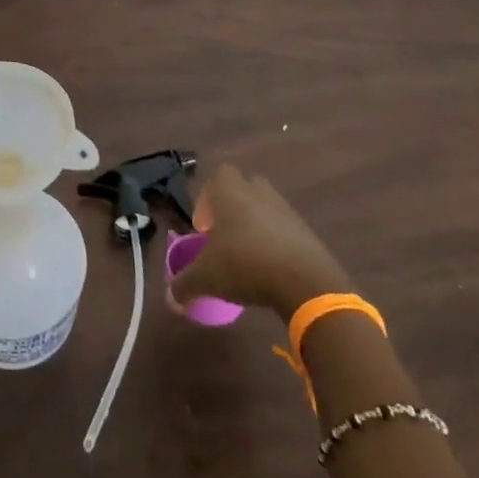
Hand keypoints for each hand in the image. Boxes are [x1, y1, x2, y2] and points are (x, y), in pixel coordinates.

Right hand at [170, 165, 354, 320]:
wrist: (305, 281)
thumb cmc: (245, 264)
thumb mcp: (206, 277)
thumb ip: (184, 285)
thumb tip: (171, 299)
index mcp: (230, 192)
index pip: (216, 178)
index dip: (207, 201)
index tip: (204, 230)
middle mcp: (257, 192)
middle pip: (243, 188)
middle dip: (232, 208)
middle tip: (224, 237)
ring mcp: (285, 210)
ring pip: (265, 208)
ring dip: (255, 225)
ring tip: (247, 257)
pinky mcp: (306, 231)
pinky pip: (285, 230)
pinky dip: (276, 244)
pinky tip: (270, 270)